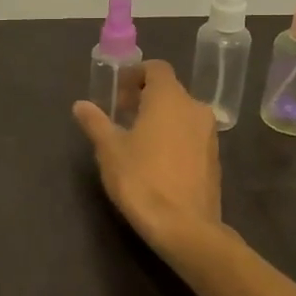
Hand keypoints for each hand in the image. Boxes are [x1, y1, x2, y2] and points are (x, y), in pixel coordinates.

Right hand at [72, 59, 220, 254]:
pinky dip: (174, 138)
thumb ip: (95, 122)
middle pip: (169, 91)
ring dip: (160, 119)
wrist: (184, 227)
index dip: (135, 75)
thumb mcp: (109, 150)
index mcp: (169, 98)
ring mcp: (209, 134)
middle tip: (121, 116)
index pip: (156, 68)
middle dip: (145, 98)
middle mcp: (195, 108)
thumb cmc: (141, 180)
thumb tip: (81, 105)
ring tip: (136, 141)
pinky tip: (157, 162)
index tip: (117, 93)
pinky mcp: (215, 159)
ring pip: (182, 114)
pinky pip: (191, 136)